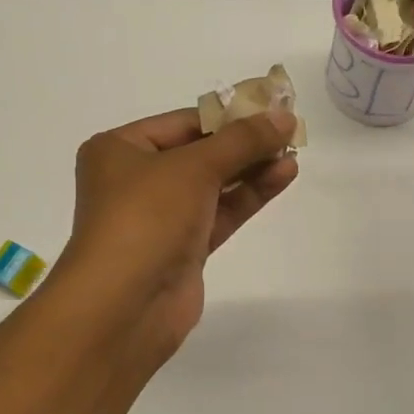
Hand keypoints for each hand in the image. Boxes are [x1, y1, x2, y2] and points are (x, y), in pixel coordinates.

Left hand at [56, 107, 298, 360]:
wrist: (125, 305)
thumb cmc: (146, 218)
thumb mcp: (195, 167)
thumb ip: (243, 140)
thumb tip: (284, 117)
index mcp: (120, 149)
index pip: (184, 122)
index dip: (230, 114)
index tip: (272, 107)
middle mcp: (136, 179)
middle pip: (200, 151)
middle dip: (244, 142)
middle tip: (290, 130)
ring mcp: (160, 216)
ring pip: (213, 184)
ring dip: (252, 168)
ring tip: (293, 152)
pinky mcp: (182, 248)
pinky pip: (220, 212)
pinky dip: (248, 195)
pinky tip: (282, 176)